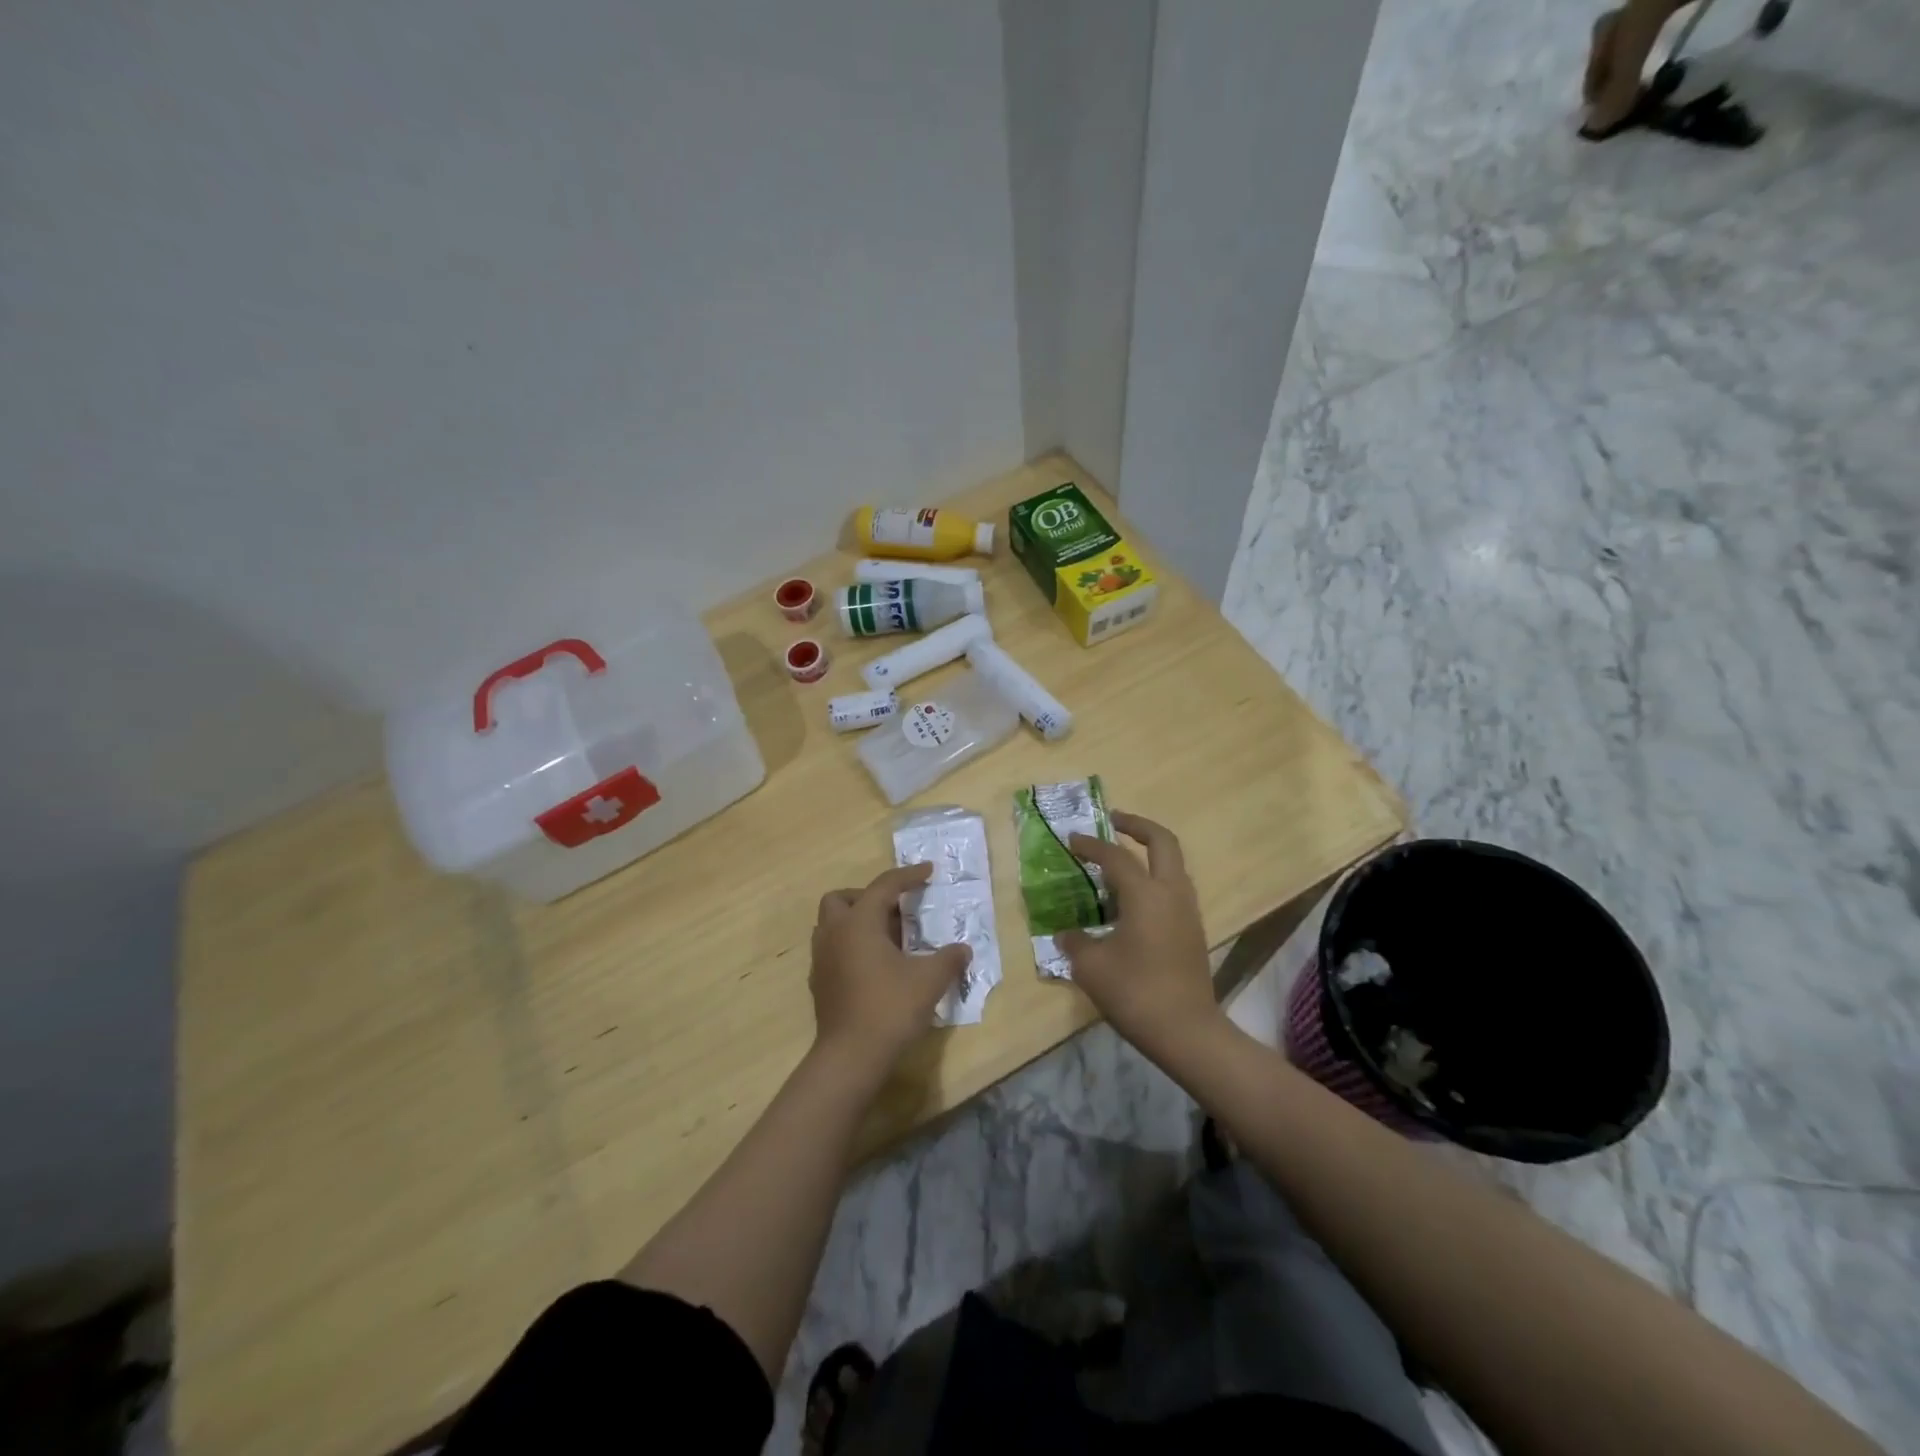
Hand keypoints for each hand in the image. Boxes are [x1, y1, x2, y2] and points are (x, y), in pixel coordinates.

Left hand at [809, 863, 969, 1082]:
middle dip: (867, 896)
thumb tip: (964, 949)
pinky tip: (873, 965)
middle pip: (841, 898)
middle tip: (895, 910)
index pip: (884, 886)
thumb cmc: (890, 1008)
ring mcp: (822, 959)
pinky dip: (850, 946)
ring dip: (856, 921)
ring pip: (831, 924)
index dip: (908, 876)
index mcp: (859, 922)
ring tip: (886, 938)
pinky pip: (832, 949)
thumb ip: (949, 959)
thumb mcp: (929, 980)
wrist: (850, 1056)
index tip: (928, 871)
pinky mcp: (819, 982)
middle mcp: (834, 933)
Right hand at [1061, 812, 1220, 1063]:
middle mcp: (1171, 892)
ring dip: (1148, 853)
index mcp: (1145, 894)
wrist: (1187, 1031)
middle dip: (1137, 825)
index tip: (1070, 839)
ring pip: (1172, 865)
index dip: (1091, 845)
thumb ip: (1075, 943)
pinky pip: (1173, 888)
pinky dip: (1154, 879)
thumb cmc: (1135, 993)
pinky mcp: (1193, 930)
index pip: (1115, 856)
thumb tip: (1066, 934)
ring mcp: (1187, 911)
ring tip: (1119, 862)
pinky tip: (1131, 900)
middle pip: (1162, 842)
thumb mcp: (1092, 968)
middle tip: (1112, 822)